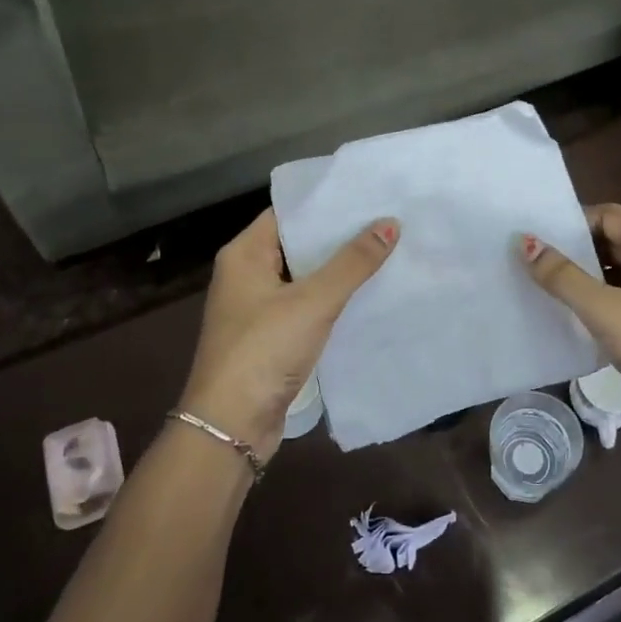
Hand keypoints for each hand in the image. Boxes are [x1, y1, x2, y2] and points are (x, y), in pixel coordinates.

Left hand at [179, 210, 398, 460]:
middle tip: (387, 220)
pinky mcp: (271, 337)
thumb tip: (390, 224)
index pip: (288, 213)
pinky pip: (306, 306)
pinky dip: (333, 299)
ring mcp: (258, 308)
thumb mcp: (313, 302)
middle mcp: (246, 275)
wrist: (230, 427)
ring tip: (387, 250)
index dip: (326, 203)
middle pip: (298, 244)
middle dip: (339, 236)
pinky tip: (368, 294)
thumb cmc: (264, 351)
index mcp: (244, 254)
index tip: (367, 194)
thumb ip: (353, 263)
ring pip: (305, 277)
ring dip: (339, 269)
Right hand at [521, 204, 620, 477]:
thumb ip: (563, 277)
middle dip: (573, 252)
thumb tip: (525, 242)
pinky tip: (573, 321)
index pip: (608, 214)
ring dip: (585, 281)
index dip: (571, 222)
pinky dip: (601, 306)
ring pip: (618, 275)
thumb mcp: (607, 310)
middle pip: (612, 242)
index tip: (533, 236)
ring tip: (541, 290)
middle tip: (529, 263)